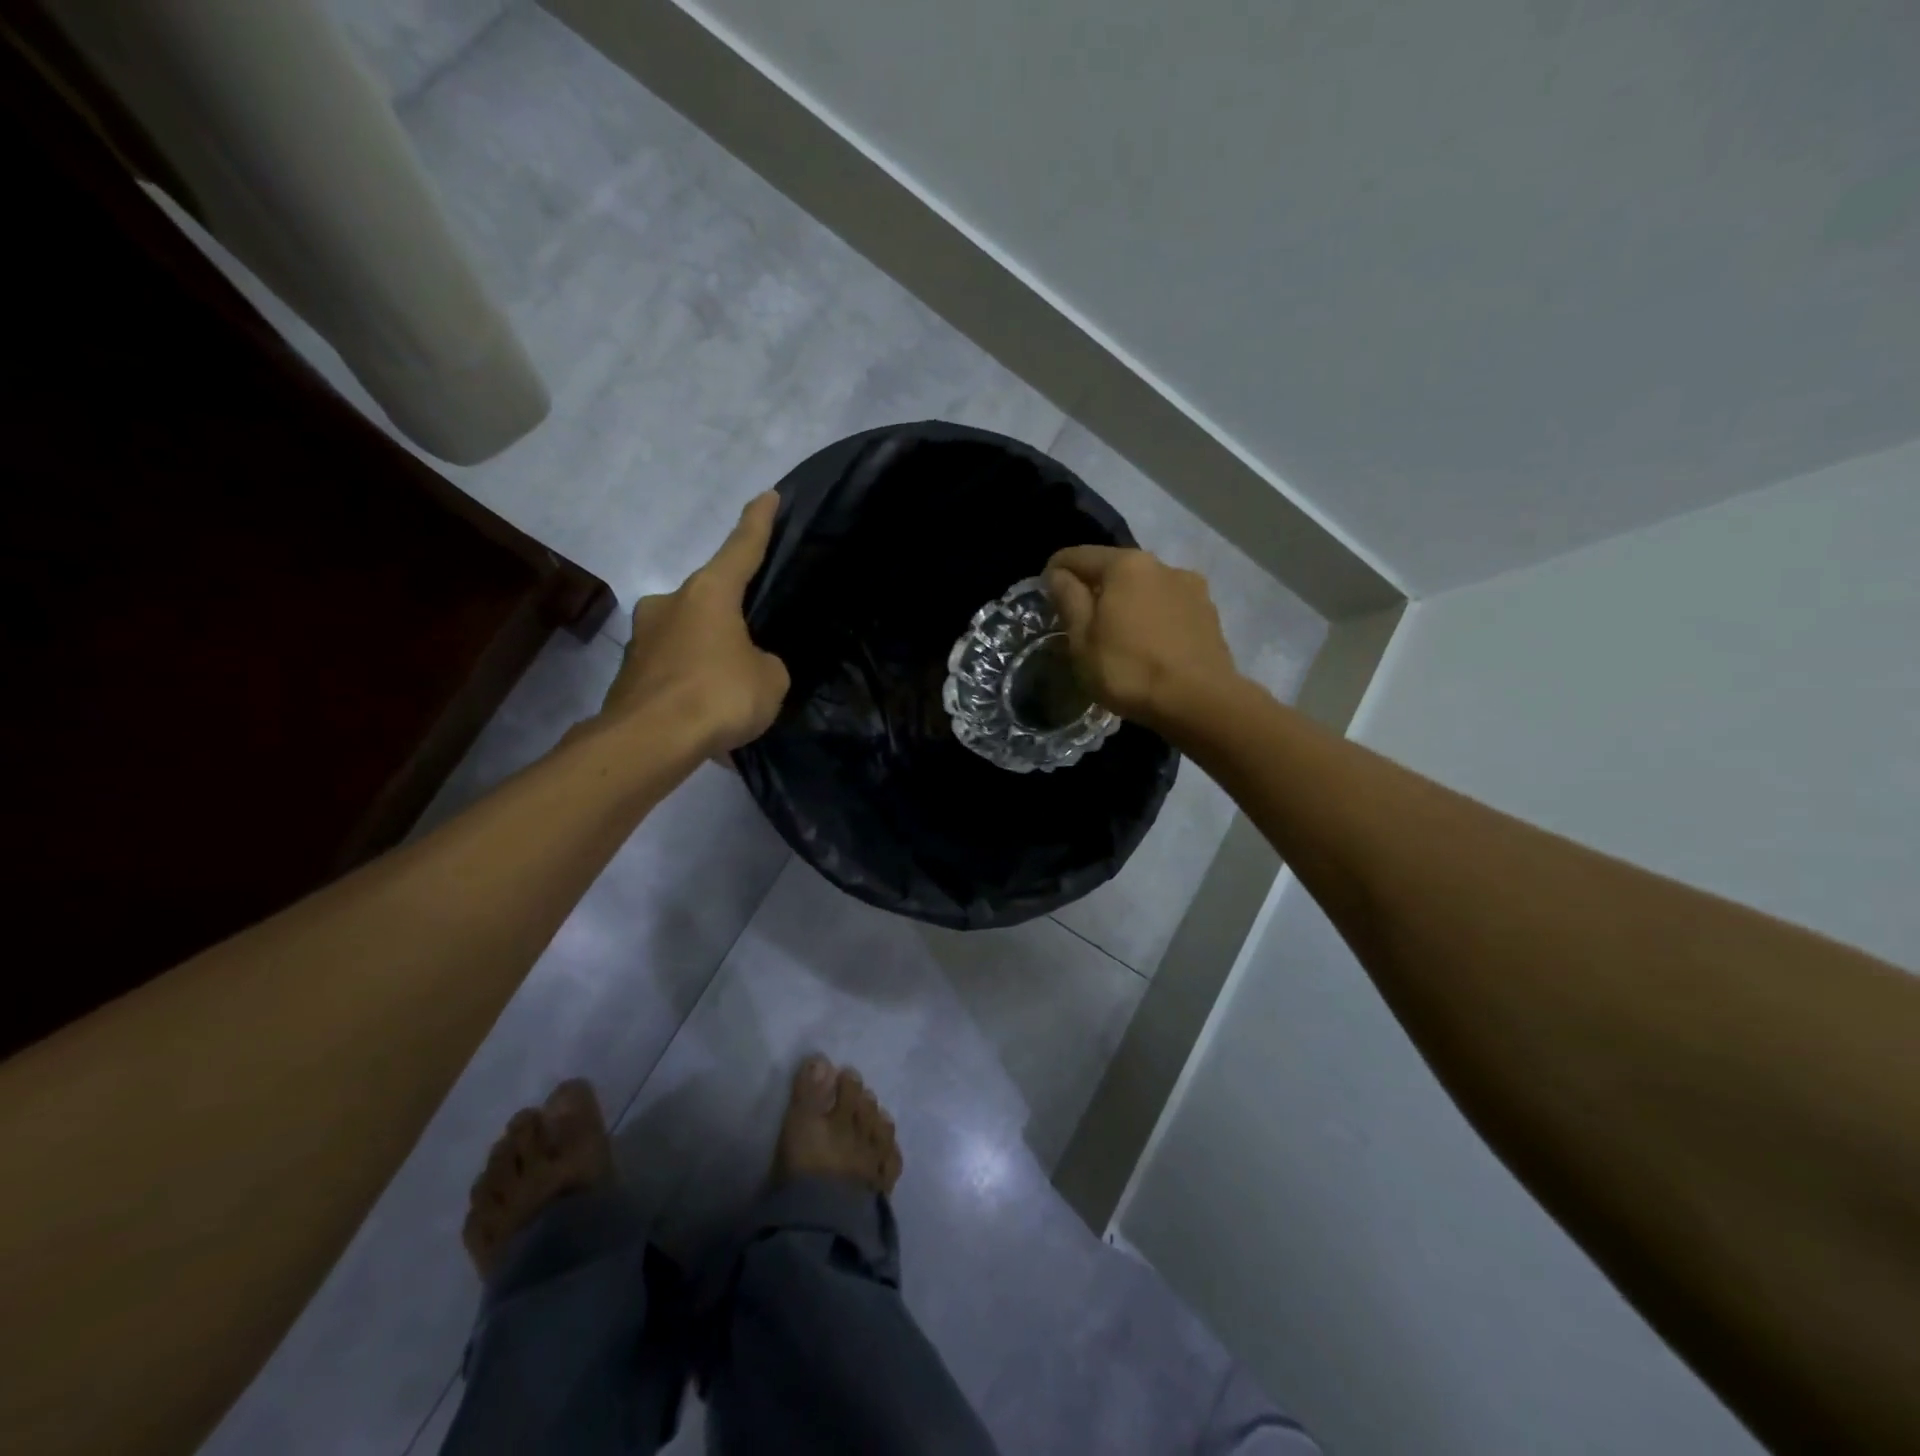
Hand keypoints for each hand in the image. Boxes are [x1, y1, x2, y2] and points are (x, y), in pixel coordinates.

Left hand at [599, 493, 789, 753]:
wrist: (649, 741)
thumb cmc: (719, 695)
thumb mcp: (770, 679)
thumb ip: (764, 664)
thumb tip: (746, 666)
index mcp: (709, 593)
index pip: (741, 548)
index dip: (758, 522)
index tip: (768, 495)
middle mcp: (670, 605)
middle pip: (710, 601)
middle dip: (730, 621)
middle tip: (752, 650)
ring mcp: (644, 639)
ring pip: (690, 641)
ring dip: (710, 661)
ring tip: (731, 699)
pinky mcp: (629, 675)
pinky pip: (674, 676)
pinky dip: (692, 691)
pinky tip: (707, 723)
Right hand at [1043, 546, 1239, 728]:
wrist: (1201, 702)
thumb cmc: (1129, 670)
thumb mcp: (1082, 640)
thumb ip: (1068, 600)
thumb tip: (1059, 575)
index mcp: (1125, 565)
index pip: (1077, 556)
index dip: (1055, 572)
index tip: (1044, 596)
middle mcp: (1161, 564)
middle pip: (1115, 570)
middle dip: (1094, 589)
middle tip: (1079, 622)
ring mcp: (1191, 587)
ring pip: (1144, 588)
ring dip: (1126, 604)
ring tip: (1117, 637)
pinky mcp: (1209, 613)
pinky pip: (1168, 608)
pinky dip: (1151, 619)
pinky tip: (1148, 647)